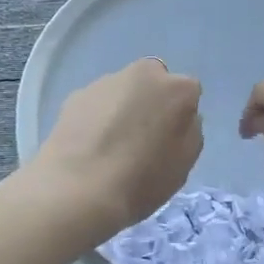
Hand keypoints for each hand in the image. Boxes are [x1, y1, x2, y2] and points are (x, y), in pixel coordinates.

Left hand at [23, 59, 202, 247]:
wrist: (78, 189)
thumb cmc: (141, 181)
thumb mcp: (184, 164)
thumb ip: (188, 131)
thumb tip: (179, 118)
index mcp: (177, 88)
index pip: (188, 93)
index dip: (179, 117)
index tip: (169, 140)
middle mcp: (142, 73)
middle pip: (153, 83)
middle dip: (150, 102)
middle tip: (141, 138)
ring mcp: (105, 81)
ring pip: (122, 91)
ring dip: (122, 108)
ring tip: (109, 146)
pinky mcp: (75, 94)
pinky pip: (96, 103)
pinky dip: (96, 117)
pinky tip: (89, 145)